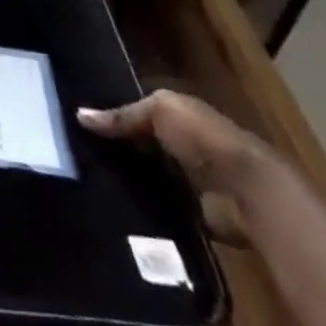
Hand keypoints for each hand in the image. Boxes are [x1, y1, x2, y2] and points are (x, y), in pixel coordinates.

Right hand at [76, 89, 271, 198]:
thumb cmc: (204, 139)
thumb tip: (79, 115)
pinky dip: (144, 209)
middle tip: (77, 154)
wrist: (248, 192)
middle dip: (117, 150)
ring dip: (130, 181)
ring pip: (150, 178)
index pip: (140, 113)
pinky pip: (161, 208)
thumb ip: (123, 115)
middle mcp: (186, 146)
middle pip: (143, 146)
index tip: (80, 124)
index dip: (113, 116)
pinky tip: (116, 208)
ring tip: (89, 182)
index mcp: (181, 116)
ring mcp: (192, 182)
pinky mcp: (194, 215)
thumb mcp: (160, 111)